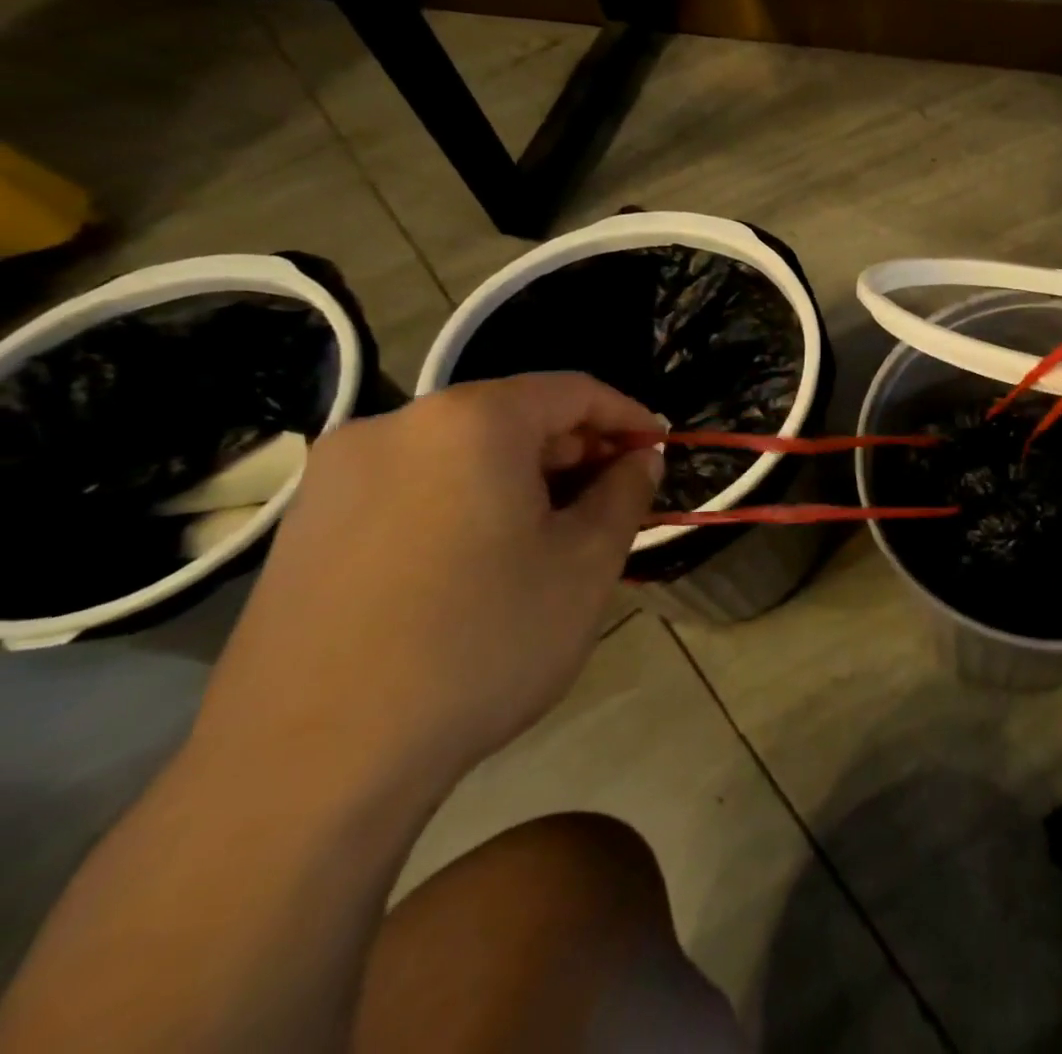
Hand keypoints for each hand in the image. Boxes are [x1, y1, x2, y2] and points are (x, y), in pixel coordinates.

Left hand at [193, 373, 662, 793]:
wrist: (308, 768)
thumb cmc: (481, 643)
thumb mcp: (586, 563)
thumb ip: (626, 492)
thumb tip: (639, 458)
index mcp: (469, 422)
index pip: (572, 390)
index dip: (628, 416)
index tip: (659, 451)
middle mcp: (395, 428)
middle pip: (512, 417)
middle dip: (575, 452)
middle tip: (613, 500)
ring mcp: (337, 478)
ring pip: (461, 455)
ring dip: (523, 480)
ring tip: (555, 536)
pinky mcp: (304, 529)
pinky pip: (413, 489)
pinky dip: (467, 503)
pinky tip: (483, 564)